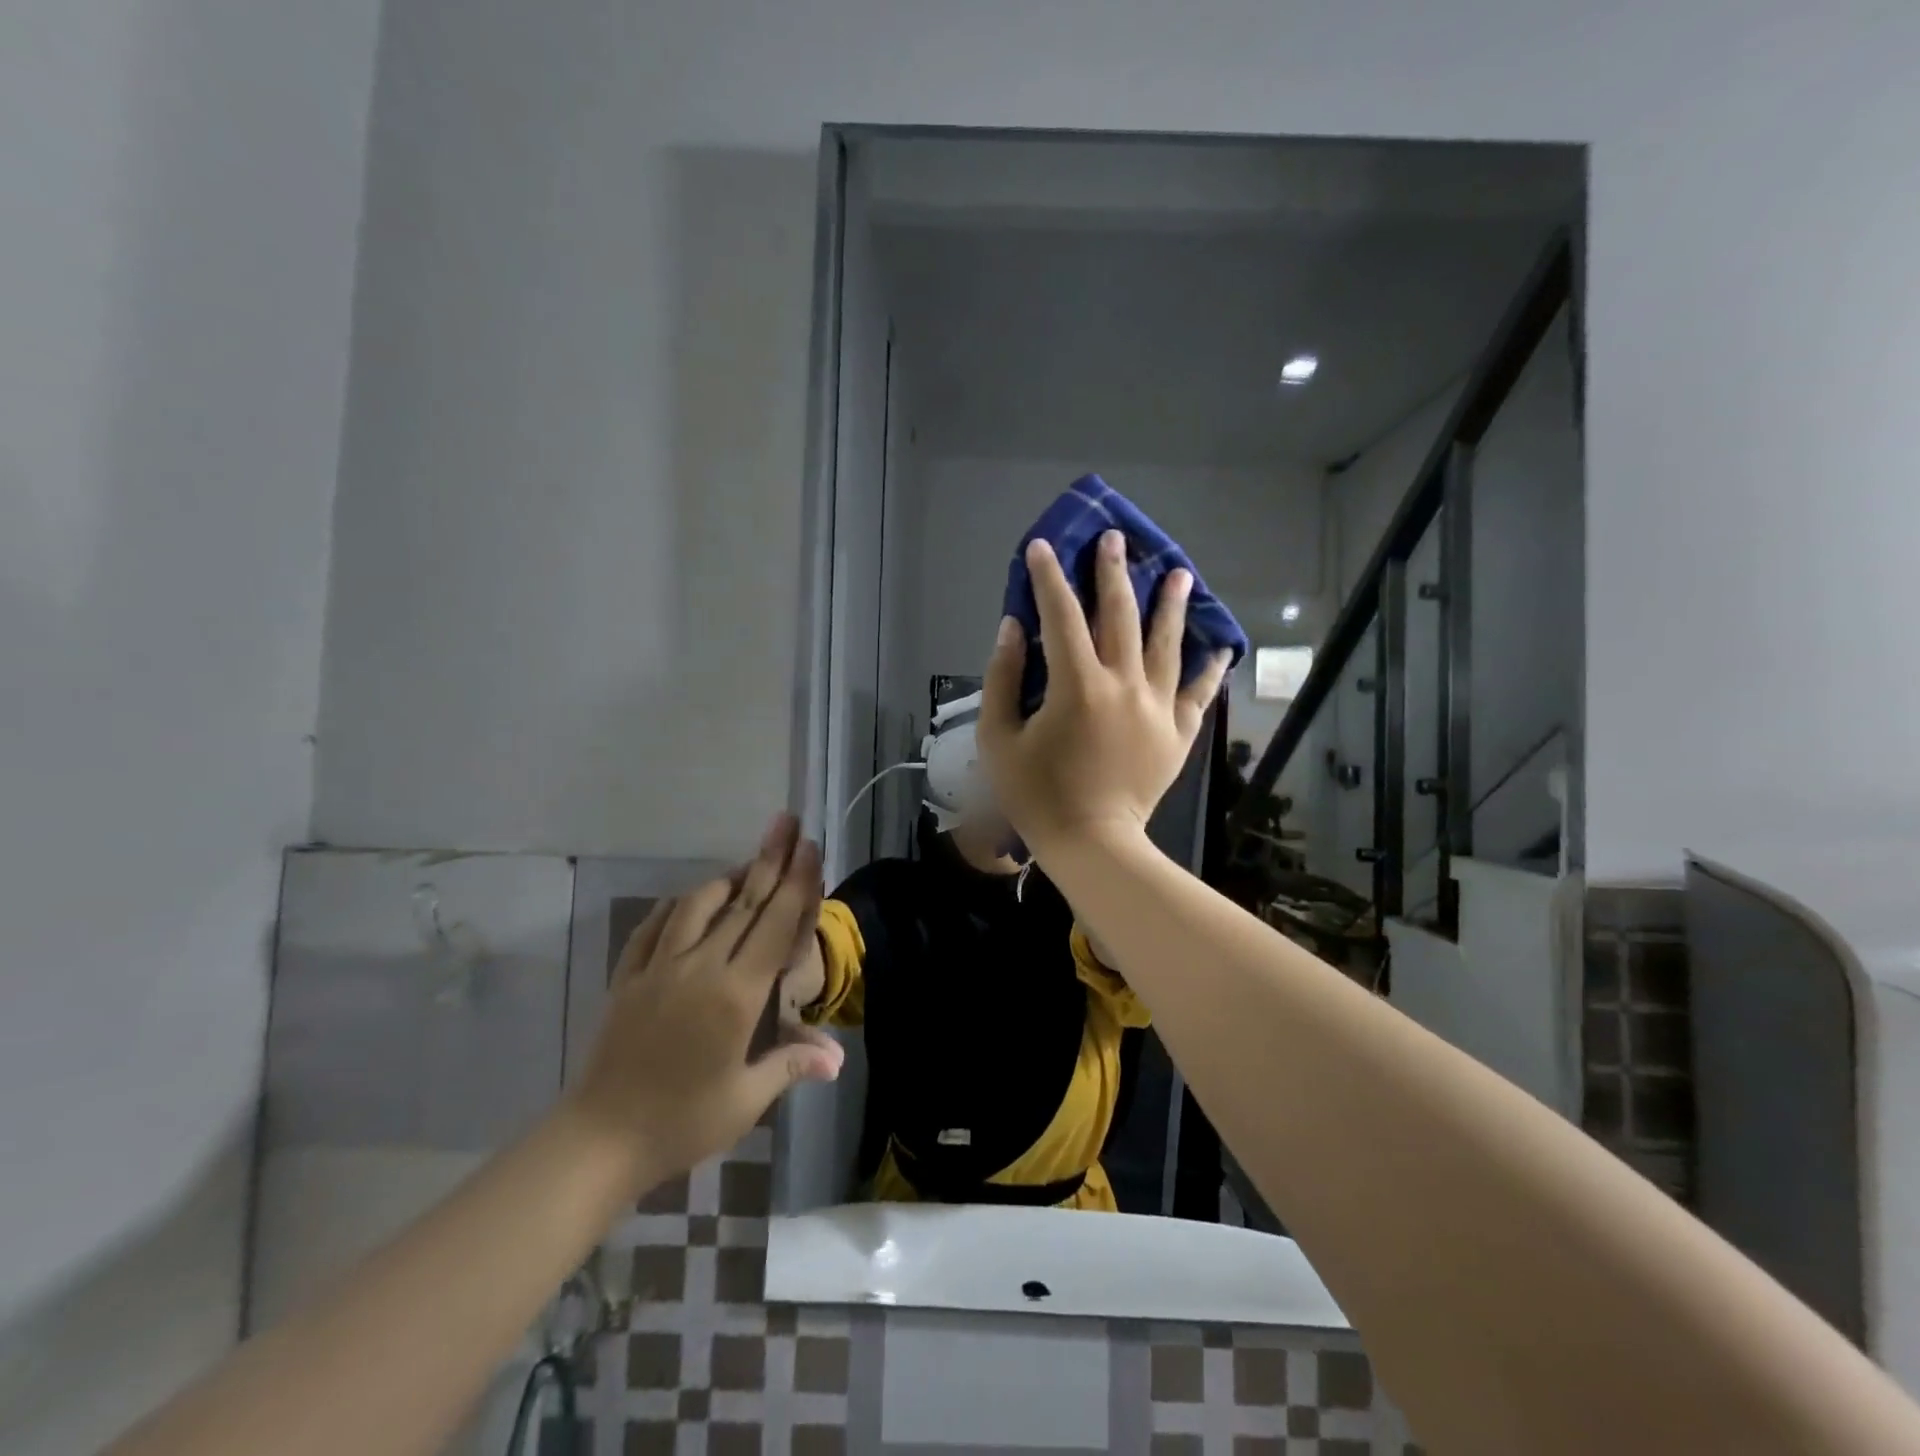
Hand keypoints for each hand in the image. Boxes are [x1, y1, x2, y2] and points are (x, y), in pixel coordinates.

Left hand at [563, 813, 843, 1192]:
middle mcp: (700, 967)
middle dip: (769, 859)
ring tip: (746, 866)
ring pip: (697, 906)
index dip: (796, 882)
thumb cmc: (681, 1122)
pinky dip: (677, 906)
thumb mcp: (745, 1099)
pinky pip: (655, 927)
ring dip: (726, 880)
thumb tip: (837, 1058)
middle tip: (786, 822)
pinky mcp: (629, 977)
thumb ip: (790, 1065)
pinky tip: (687, 902)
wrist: (599, 1140)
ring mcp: (659, 967)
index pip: (774, 924)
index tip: (808, 846)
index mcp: (736, 994)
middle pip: (743, 903)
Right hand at [979, 531, 1229, 858]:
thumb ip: (1003, 678)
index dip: (1048, 577)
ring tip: (1179, 572)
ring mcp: (1157, 707)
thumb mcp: (999, 738)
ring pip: (1167, 643)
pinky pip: (1198, 692)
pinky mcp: (1178, 732)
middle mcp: (1123, 683)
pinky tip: (1221, 643)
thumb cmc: (1036, 794)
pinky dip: (1210, 667)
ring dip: (1171, 604)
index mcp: (1077, 684)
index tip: (1043, 547)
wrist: (1091, 843)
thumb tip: (1013, 628)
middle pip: (1120, 615)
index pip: (1060, 615)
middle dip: (1114, 573)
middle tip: (1116, 539)